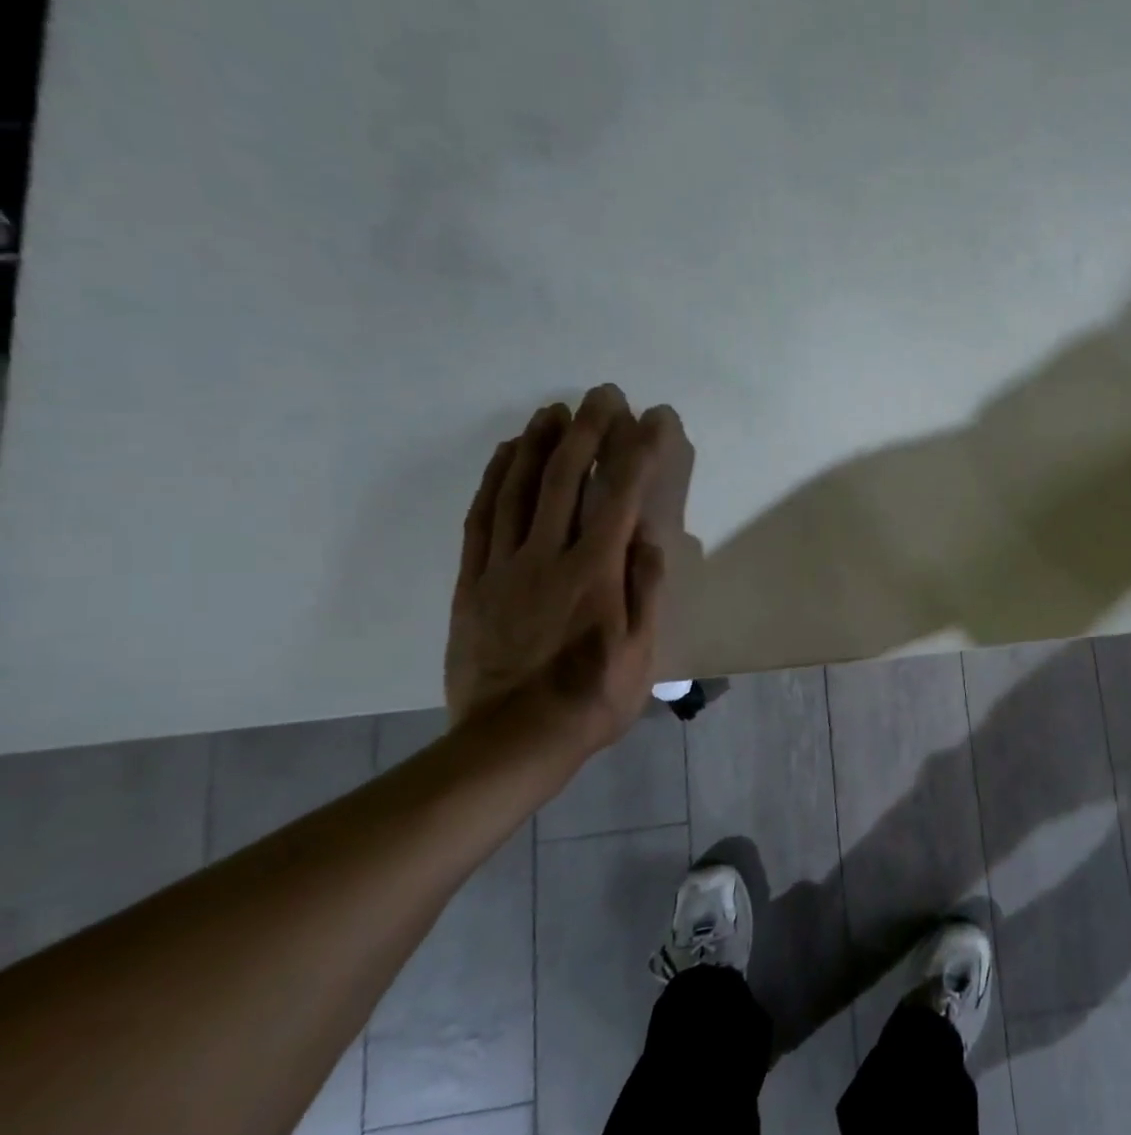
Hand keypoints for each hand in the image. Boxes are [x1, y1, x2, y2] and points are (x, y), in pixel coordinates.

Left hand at [445, 386, 680, 756]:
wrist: (513, 740)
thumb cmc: (593, 698)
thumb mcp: (641, 652)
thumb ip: (645, 589)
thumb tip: (650, 537)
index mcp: (595, 572)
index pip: (621, 496)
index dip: (639, 451)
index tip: (653, 418)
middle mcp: (548, 556)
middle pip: (566, 478)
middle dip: (588, 430)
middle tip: (603, 394)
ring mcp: (504, 566)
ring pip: (519, 489)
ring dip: (539, 443)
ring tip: (555, 411)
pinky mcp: (473, 582)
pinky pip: (481, 518)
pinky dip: (494, 479)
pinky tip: (506, 456)